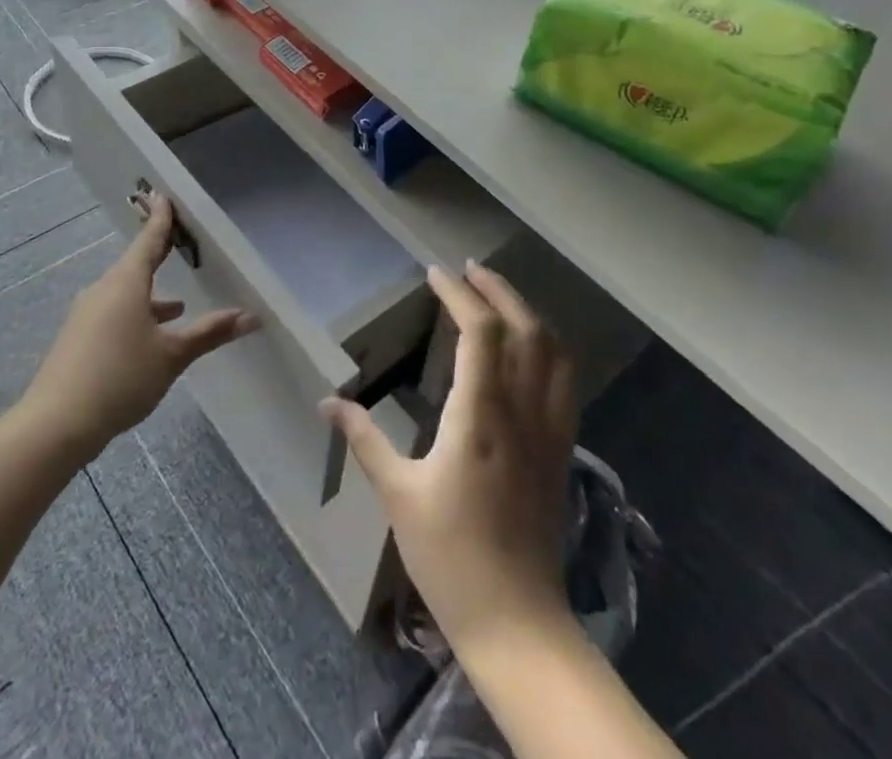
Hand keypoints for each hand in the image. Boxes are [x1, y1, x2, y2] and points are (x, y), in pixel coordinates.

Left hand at [23, 193, 258, 458]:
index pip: (149, 240)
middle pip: (135, 265)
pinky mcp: (79, 339)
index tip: (163, 195)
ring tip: (177, 305)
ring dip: (150, 295)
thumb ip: (210, 332)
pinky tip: (149, 338)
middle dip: (157, 255)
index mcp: (126, 282)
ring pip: (125, 293)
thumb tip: (251, 316)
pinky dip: (136, 315)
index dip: (161, 219)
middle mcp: (104, 290)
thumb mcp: (172, 355)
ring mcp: (87, 314)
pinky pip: (114, 313)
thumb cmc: (120, 377)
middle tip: (177, 241)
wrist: (55, 424)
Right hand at [321, 261, 577, 657]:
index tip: (435, 273)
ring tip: (498, 296)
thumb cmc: (450, 557)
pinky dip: (548, 347)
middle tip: (469, 269)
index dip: (459, 294)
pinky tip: (529, 348)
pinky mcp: (561, 449)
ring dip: (527, 312)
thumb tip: (327, 402)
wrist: (517, 623)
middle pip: (524, 328)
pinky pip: (564, 380)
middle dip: (498, 290)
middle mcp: (522, 411)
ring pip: (553, 351)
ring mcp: (549, 430)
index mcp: (480, 415)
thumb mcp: (398, 494)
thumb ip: (365, 440)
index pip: (479, 331)